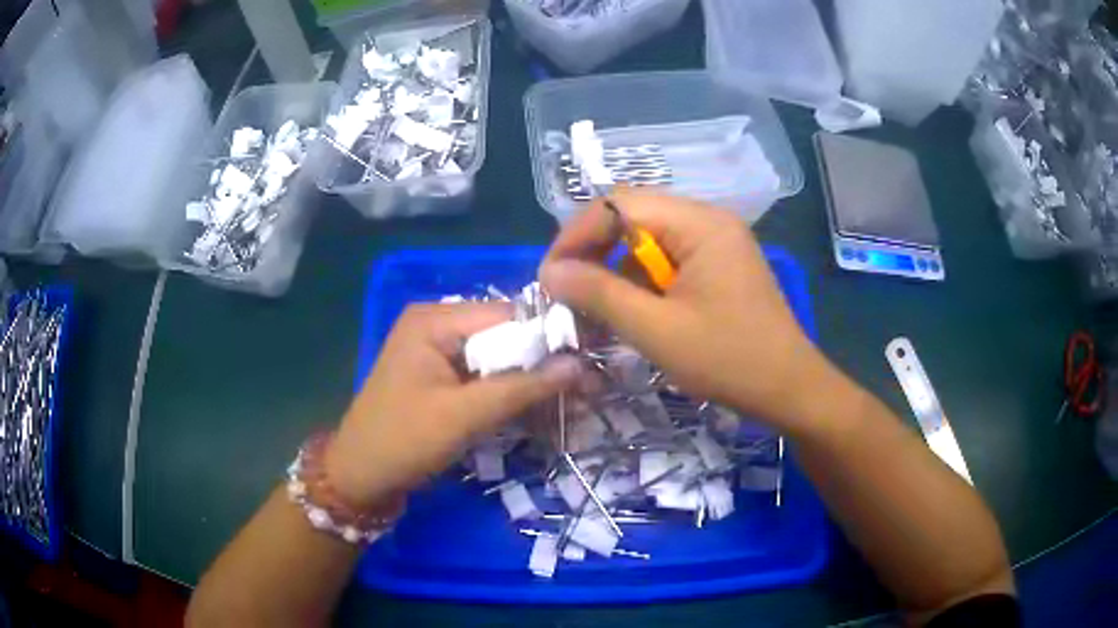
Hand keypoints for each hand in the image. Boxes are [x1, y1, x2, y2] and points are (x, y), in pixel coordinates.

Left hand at [326, 303, 582, 508]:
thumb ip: (521, 388)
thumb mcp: (464, 416)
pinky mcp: (440, 375)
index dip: (548, 339)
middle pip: (504, 335)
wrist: (360, 476)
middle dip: (541, 365)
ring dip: (527, 382)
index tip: (587, 367)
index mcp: (435, 319)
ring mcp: (437, 350)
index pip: (508, 315)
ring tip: (568, 404)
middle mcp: (437, 324)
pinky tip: (534, 410)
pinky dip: (506, 393)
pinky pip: (483, 376)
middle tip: (583, 392)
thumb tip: (580, 366)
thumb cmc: (404, 441)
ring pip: (497, 358)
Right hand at [539, 190, 829, 430]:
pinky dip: (640, 285)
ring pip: (646, 242)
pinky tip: (627, 314)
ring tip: (591, 311)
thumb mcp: (656, 330)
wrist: (788, 389)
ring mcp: (715, 243)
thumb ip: (599, 294)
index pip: (619, 205)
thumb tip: (550, 272)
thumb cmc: (728, 360)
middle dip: (592, 253)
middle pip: (632, 218)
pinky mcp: (716, 266)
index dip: (576, 236)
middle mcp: (707, 221)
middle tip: (565, 293)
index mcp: (699, 223)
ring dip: (614, 272)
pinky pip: (666, 262)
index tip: (550, 277)